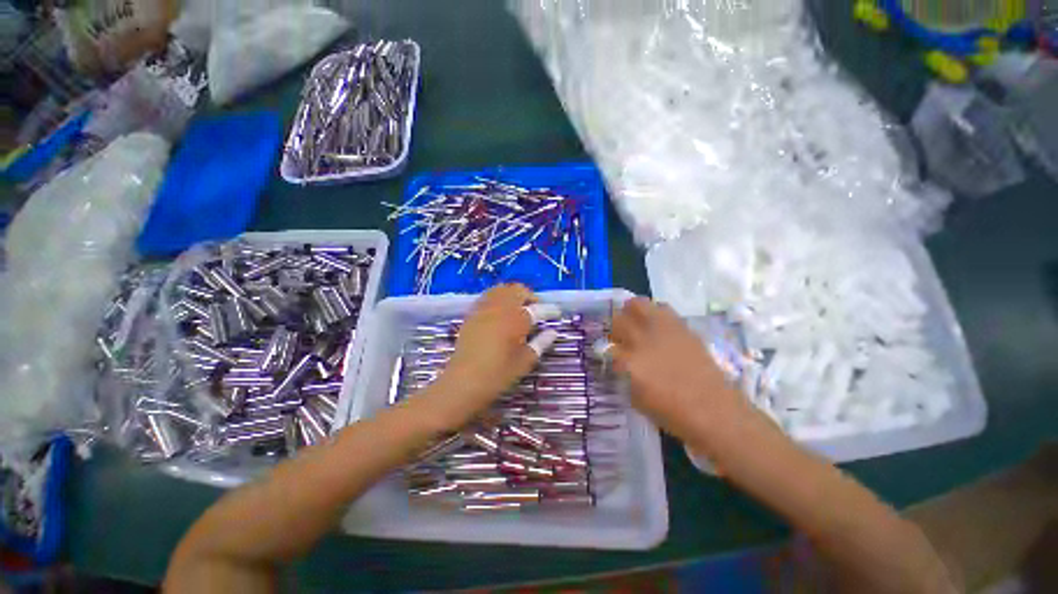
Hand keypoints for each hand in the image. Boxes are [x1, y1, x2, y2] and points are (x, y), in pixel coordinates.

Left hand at [425, 284, 544, 427]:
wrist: (463, 382)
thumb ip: (541, 343)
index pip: (538, 309)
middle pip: (518, 290)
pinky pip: (487, 297)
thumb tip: (552, 332)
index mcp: (517, 318)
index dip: (550, 310)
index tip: (557, 313)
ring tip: (518, 308)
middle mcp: (501, 307)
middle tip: (536, 310)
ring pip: (501, 289)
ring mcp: (484, 308)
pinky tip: (500, 313)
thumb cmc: (499, 374)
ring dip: (513, 294)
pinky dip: (497, 298)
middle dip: (530, 296)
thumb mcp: (525, 361)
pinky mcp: (472, 314)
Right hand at [610, 298, 754, 443]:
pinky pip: (661, 309)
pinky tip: (657, 328)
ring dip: (631, 313)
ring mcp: (663, 329)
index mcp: (629, 363)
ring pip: (637, 304)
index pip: (605, 346)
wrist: (715, 411)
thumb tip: (616, 360)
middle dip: (614, 328)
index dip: (605, 352)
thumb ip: (622, 375)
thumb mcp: (635, 399)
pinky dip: (654, 314)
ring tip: (636, 325)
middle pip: (617, 319)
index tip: (609, 357)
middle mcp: (643, 340)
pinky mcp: (682, 327)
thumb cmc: (672, 413)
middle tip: (619, 338)